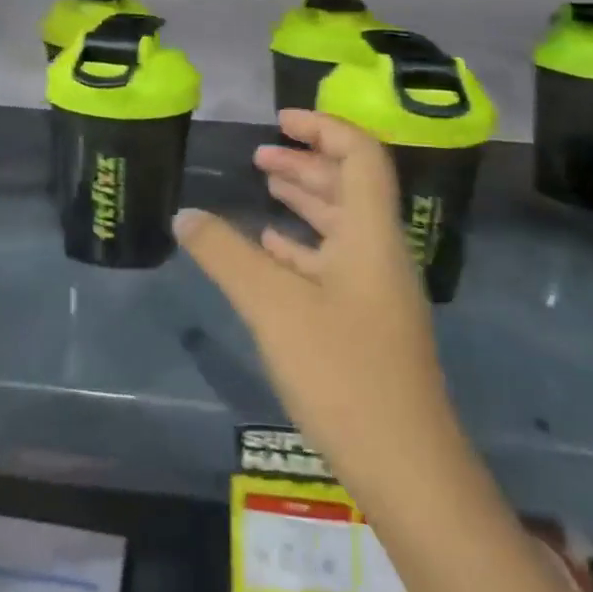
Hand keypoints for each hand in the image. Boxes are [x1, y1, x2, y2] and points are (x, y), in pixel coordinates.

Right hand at [174, 109, 459, 501]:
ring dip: (305, 201)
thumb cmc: (344, 373)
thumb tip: (184, 215)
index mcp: (371, 235)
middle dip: (306, 163)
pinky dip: (302, 246)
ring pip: (341, 227)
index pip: (360, 156)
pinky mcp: (367, 326)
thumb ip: (225, 255)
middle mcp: (380, 254)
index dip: (324, 128)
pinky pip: (333, 264)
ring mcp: (376, 293)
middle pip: (349, 187)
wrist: (408, 471)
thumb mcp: (273, 306)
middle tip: (260, 156)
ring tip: (264, 189)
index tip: (281, 119)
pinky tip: (272, 250)